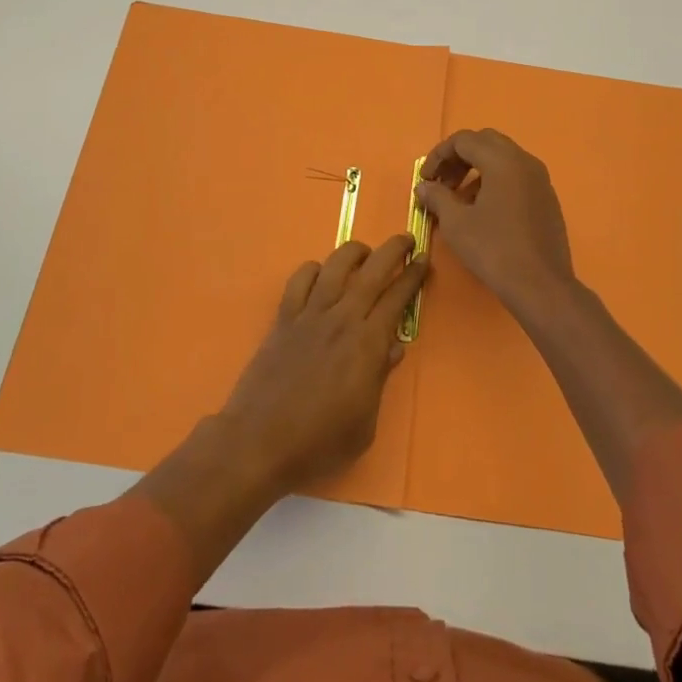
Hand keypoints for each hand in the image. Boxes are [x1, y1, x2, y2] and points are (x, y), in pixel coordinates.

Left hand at [218, 235, 427, 496]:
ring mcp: (309, 315)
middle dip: (393, 250)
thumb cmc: (318, 443)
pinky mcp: (283, 318)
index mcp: (367, 344)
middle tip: (406, 239)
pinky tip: (320, 274)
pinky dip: (313, 269)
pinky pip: (300, 280)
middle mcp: (341, 319)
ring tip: (365, 251)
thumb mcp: (364, 425)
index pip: (397, 299)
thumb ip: (380, 379)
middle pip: (372, 271)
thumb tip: (394, 347)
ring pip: (335, 265)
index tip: (423, 261)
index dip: (413, 277)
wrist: (259, 443)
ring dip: (354, 251)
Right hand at [416, 129, 577, 319]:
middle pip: (485, 142)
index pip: (464, 140)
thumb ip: (437, 197)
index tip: (425, 179)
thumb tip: (425, 186)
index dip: (439, 155)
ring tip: (458, 199)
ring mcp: (540, 179)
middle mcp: (524, 161)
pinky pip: (516, 176)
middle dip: (458, 157)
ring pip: (502, 158)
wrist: (541, 286)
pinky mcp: (547, 198)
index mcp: (503, 160)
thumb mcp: (457, 223)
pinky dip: (495, 181)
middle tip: (441, 182)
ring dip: (476, 169)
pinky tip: (483, 210)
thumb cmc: (494, 250)